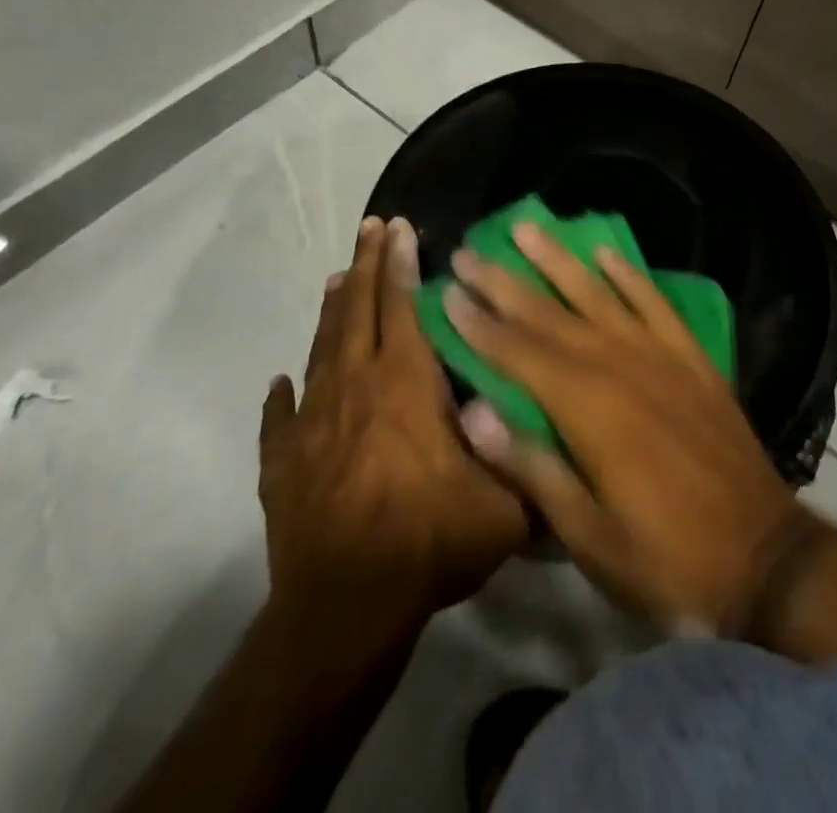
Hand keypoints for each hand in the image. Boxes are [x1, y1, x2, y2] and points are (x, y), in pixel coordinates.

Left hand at [258, 217, 528, 618]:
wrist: (344, 609)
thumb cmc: (429, 541)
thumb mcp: (505, 506)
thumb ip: (532, 463)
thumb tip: (556, 434)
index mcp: (406, 383)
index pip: (402, 306)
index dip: (400, 263)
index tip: (398, 226)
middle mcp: (356, 387)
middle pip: (358, 311)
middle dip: (366, 264)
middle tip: (370, 227)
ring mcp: (313, 423)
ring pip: (321, 350)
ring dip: (331, 312)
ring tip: (337, 279)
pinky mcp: (282, 463)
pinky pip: (280, 418)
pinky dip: (281, 397)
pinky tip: (279, 382)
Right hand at [442, 223, 831, 636]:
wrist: (763, 555)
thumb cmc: (664, 558)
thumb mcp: (587, 535)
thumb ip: (530, 467)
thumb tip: (471, 411)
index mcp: (587, 409)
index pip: (518, 354)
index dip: (479, 323)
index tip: (447, 289)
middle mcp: (619, 366)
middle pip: (549, 315)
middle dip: (505, 282)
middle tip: (469, 250)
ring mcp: (660, 356)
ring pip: (598, 294)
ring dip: (560, 260)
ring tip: (528, 227)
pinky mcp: (692, 358)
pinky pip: (655, 303)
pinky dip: (629, 275)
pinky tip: (605, 253)